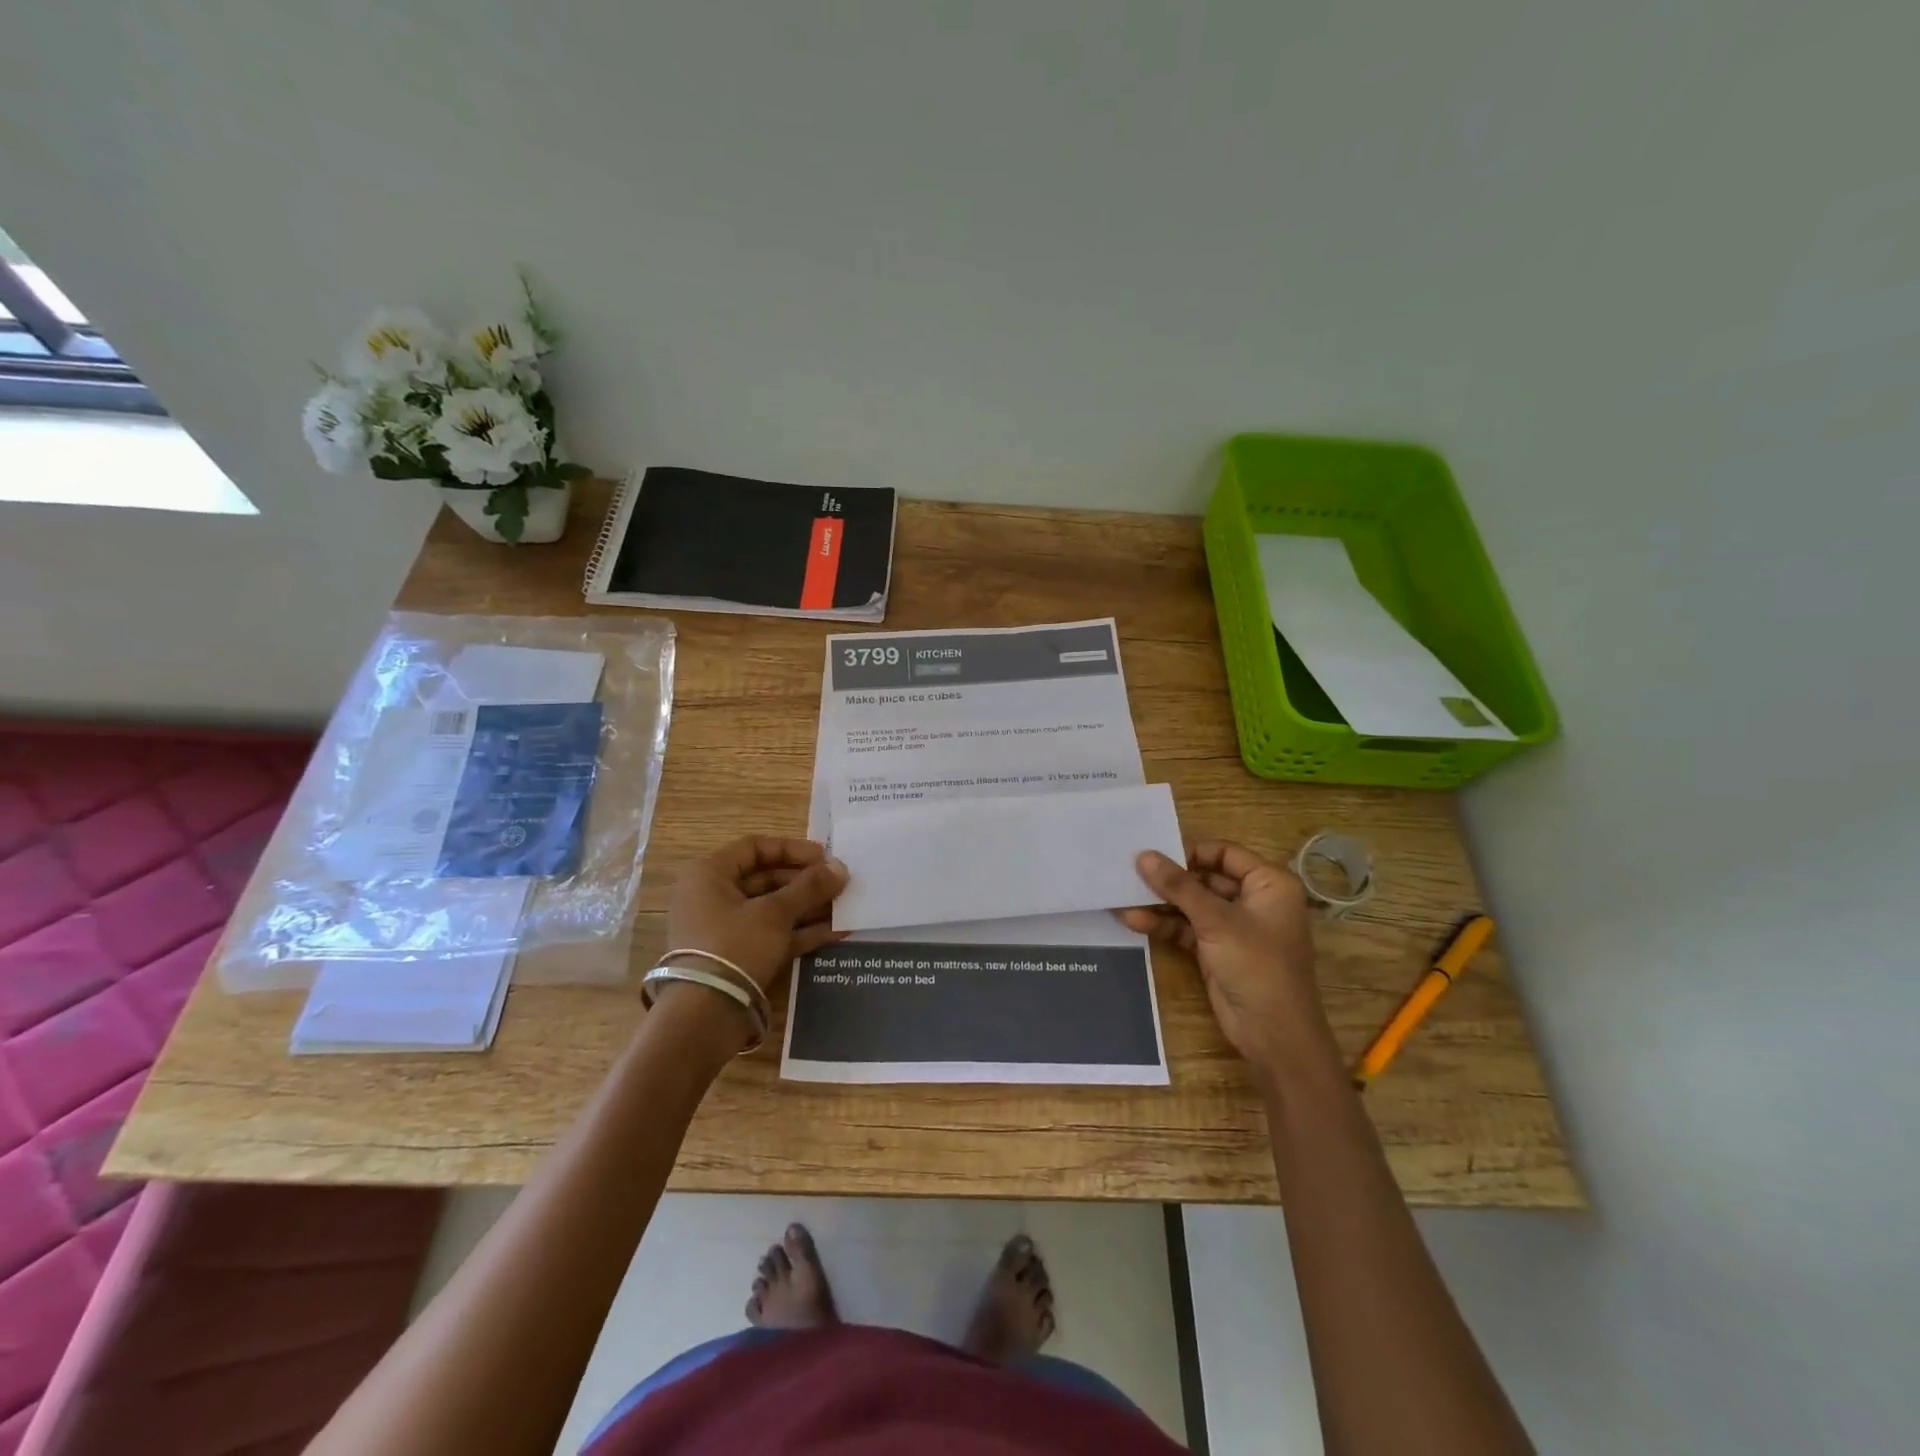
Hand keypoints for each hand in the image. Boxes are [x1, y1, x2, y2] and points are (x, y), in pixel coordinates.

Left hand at [666, 837, 848, 995]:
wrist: (704, 1016)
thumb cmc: (734, 946)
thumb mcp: (775, 913)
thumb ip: (810, 887)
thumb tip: (841, 867)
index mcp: (709, 875)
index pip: (754, 847)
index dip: (792, 849)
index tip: (825, 856)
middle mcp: (713, 897)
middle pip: (766, 879)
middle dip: (806, 882)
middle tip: (839, 884)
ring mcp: (725, 929)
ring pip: (772, 909)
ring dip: (808, 907)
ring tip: (844, 907)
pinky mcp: (738, 957)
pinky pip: (772, 935)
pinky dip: (800, 932)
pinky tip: (836, 932)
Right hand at [1123, 840, 1328, 1068]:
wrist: (1273, 1033)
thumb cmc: (1256, 964)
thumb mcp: (1215, 920)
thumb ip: (1178, 886)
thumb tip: (1143, 855)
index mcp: (1269, 883)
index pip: (1225, 853)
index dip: (1190, 853)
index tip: (1155, 855)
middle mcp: (1254, 900)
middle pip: (1205, 879)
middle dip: (1169, 880)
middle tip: (1130, 873)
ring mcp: (1234, 927)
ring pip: (1192, 905)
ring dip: (1161, 904)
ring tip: (1123, 897)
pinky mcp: (1217, 949)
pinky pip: (1187, 928)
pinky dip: (1165, 925)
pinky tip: (1133, 921)